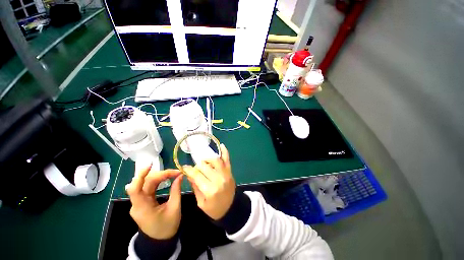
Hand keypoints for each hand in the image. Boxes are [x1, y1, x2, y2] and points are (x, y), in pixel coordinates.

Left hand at [126, 162, 182, 239]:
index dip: (140, 175)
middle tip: (176, 172)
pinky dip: (158, 181)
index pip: (135, 188)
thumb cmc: (168, 227)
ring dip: (160, 176)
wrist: (160, 241)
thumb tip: (180, 175)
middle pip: (145, 183)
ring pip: (146, 183)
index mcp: (142, 208)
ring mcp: (139, 203)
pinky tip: (166, 178)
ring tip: (173, 174)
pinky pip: (148, 188)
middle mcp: (137, 204)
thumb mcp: (175, 208)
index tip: (151, 164)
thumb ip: (176, 190)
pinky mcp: (143, 202)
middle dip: (161, 174)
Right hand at [184, 144, 234, 219]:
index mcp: (209, 190)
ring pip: (215, 159)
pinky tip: (221, 145)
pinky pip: (227, 159)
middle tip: (196, 170)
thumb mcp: (201, 202)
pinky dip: (225, 151)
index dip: (189, 170)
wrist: (232, 209)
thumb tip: (189, 174)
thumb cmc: (214, 209)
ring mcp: (225, 173)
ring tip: (204, 163)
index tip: (184, 168)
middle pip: (204, 165)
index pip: (196, 174)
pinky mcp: (230, 171)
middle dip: (197, 166)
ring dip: (207, 159)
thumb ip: (195, 187)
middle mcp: (218, 179)